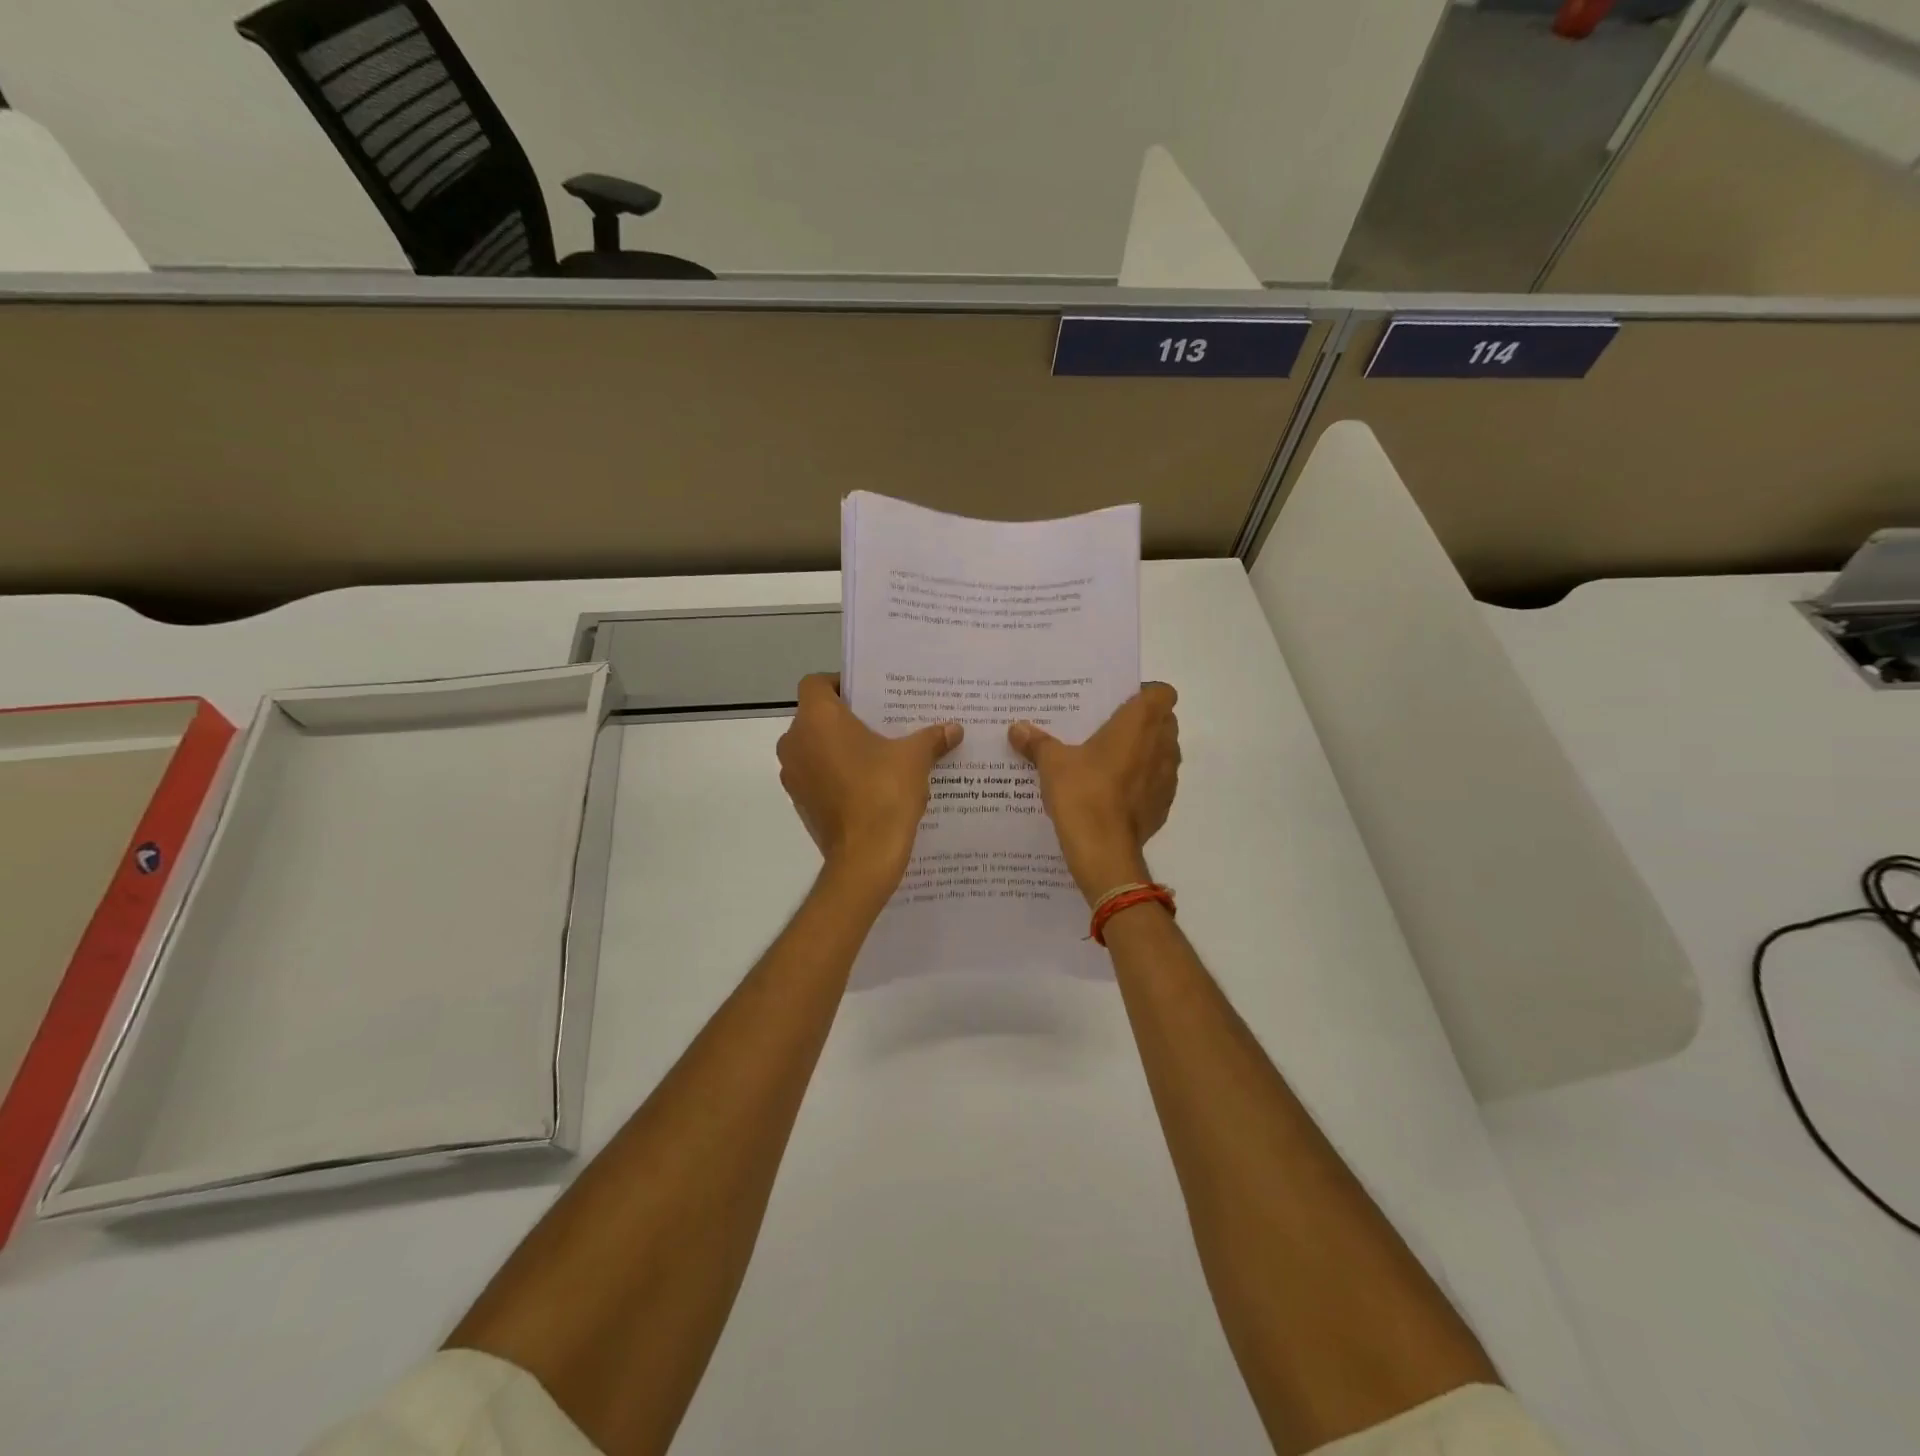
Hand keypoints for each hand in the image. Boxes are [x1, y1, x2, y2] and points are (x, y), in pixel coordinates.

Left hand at [777, 674, 962, 886]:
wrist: (864, 857)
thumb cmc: (884, 792)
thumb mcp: (915, 758)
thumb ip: (931, 738)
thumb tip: (955, 729)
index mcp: (817, 719)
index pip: (818, 683)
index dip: (841, 684)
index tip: (870, 695)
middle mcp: (796, 741)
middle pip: (816, 716)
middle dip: (846, 718)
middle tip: (882, 723)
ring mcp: (793, 775)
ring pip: (815, 747)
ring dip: (840, 748)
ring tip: (879, 754)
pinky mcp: (800, 802)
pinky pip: (817, 775)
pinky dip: (836, 774)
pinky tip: (869, 784)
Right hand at [1009, 683, 1179, 904]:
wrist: (1104, 851)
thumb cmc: (1083, 793)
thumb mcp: (1052, 763)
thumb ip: (1037, 742)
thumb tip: (1016, 728)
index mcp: (1140, 723)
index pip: (1162, 692)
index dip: (1144, 694)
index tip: (1119, 703)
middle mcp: (1162, 745)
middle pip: (1164, 721)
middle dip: (1141, 723)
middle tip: (1107, 730)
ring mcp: (1168, 777)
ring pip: (1163, 752)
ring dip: (1144, 753)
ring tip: (1108, 761)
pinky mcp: (1164, 805)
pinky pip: (1157, 783)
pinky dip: (1142, 782)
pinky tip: (1114, 793)